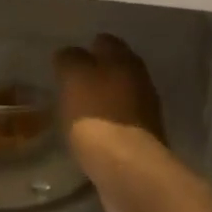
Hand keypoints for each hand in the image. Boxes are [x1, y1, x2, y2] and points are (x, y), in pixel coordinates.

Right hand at [54, 35, 164, 211]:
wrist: (126, 170)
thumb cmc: (96, 117)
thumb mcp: (73, 78)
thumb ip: (70, 60)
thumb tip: (69, 54)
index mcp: (125, 61)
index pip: (105, 42)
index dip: (86, 47)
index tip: (66, 59)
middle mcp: (140, 82)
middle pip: (115, 69)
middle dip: (96, 74)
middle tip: (68, 84)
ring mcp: (145, 113)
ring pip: (118, 97)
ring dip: (101, 101)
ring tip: (75, 110)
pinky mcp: (141, 141)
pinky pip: (119, 124)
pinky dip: (105, 125)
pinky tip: (88, 134)